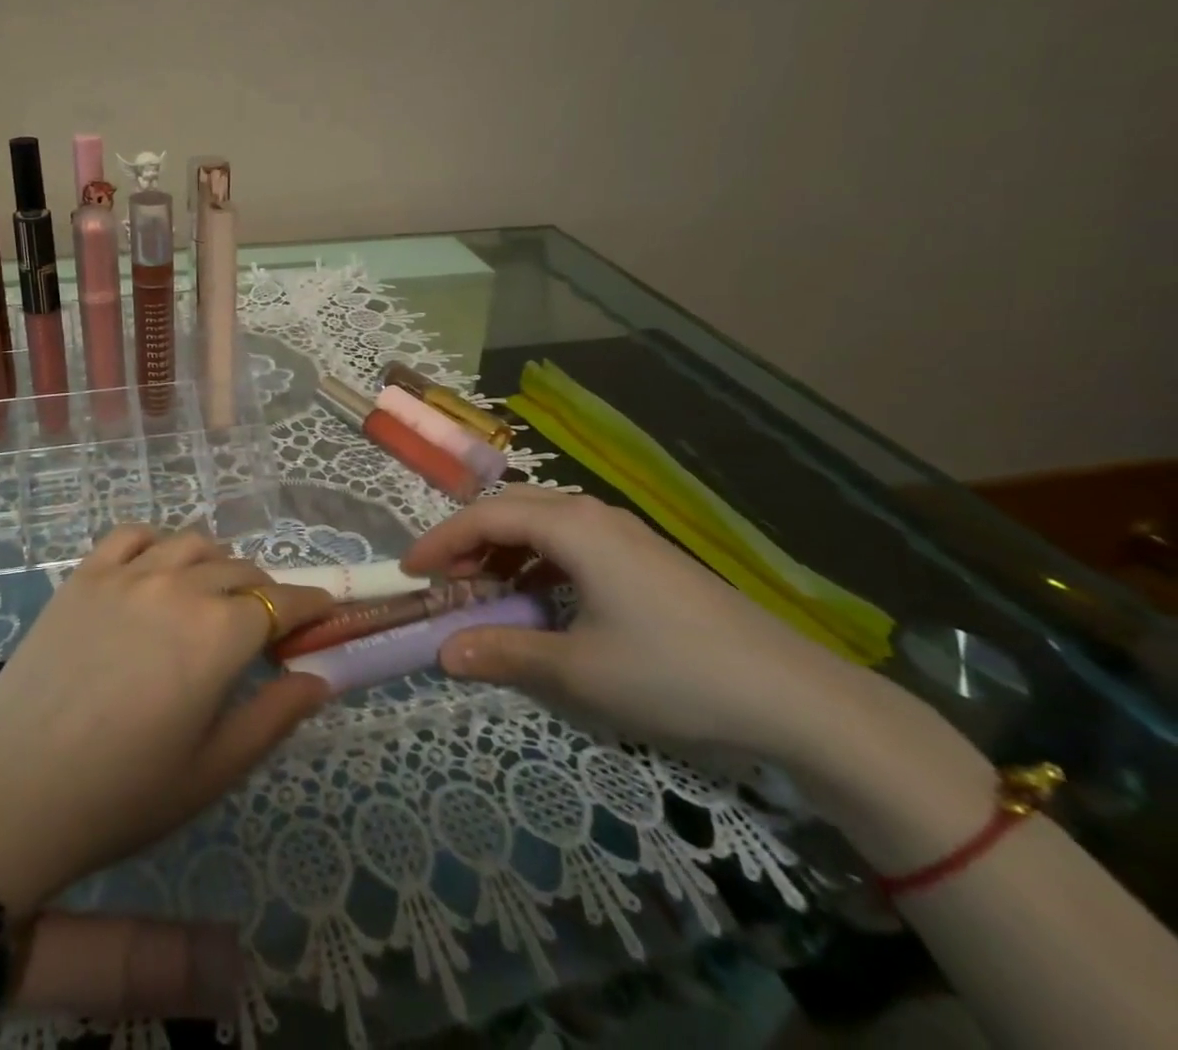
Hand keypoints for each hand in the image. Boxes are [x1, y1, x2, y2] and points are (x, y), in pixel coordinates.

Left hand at [0, 526, 336, 911]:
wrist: (13, 792)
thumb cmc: (123, 794)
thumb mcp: (213, 770)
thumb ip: (275, 717)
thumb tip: (320, 678)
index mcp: (220, 633)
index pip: (283, 603)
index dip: (311, 606)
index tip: (323, 614)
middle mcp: (180, 586)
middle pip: (241, 570)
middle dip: (265, 594)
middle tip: (262, 629)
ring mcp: (128, 573)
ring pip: (192, 543)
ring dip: (216, 564)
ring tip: (211, 597)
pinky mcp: (85, 574)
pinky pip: (133, 534)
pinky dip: (157, 543)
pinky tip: (156, 570)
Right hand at [403, 486, 894, 768]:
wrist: (795, 695)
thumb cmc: (673, 672)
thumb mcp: (578, 670)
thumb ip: (504, 652)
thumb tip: (443, 652)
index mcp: (571, 526)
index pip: (484, 517)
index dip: (440, 542)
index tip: (410, 573)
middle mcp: (592, 514)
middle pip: (510, 509)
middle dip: (469, 541)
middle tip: (445, 583)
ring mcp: (623, 533)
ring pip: (541, 523)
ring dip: (503, 551)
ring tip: (486, 591)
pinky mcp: (644, 557)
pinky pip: (571, 543)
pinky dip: (538, 562)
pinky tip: (540, 599)